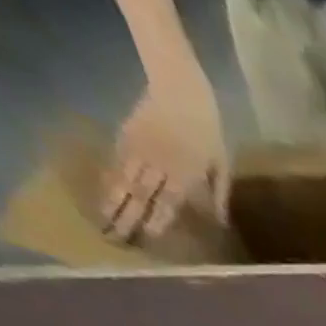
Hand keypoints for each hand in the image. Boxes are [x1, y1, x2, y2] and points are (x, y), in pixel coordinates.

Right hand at [104, 77, 226, 243]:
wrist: (179, 86)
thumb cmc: (208, 128)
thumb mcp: (222, 164)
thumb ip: (220, 193)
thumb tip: (220, 222)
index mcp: (186, 175)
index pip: (169, 204)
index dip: (157, 221)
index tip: (148, 239)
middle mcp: (160, 165)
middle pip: (142, 197)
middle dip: (128, 218)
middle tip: (115, 238)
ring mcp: (140, 149)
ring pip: (124, 181)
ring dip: (113, 202)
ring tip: (103, 221)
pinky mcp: (126, 134)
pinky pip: (117, 162)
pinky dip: (109, 179)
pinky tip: (104, 193)